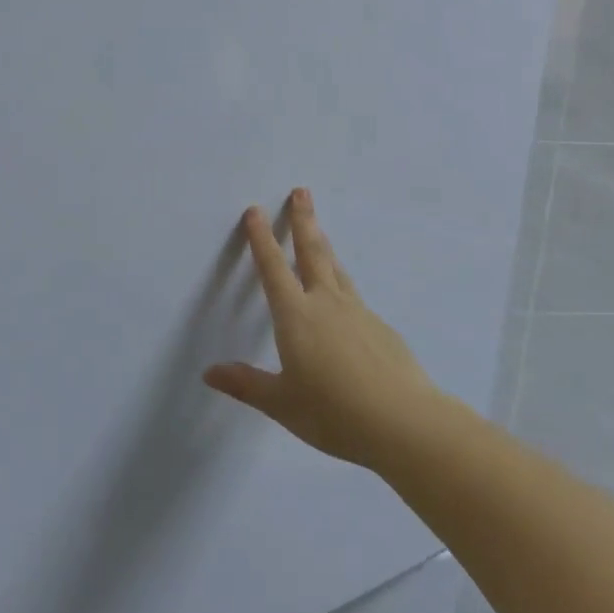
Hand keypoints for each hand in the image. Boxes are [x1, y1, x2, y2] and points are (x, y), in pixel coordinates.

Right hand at [203, 189, 436, 468]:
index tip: (256, 210)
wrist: (404, 421)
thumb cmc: (334, 413)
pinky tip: (343, 302)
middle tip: (301, 191)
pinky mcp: (381, 327)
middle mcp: (327, 304)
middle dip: (303, 220)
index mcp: (297, 317)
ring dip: (324, 245)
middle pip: (313, 252)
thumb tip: (210, 372)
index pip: (274, 269)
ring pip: (336, 270)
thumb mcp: (282, 403)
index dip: (262, 239)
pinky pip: (354, 297)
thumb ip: (247, 384)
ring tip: (318, 230)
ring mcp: (358, 312)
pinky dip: (342, 285)